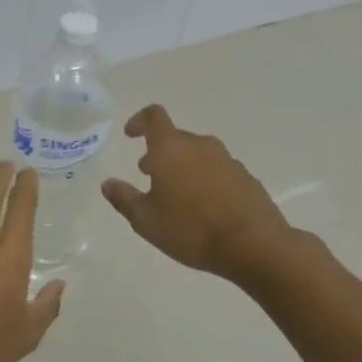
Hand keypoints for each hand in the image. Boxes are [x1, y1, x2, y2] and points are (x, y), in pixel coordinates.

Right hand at [102, 105, 292, 281]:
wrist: (254, 244)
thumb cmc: (191, 229)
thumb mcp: (146, 220)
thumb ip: (124, 199)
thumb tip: (108, 183)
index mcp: (171, 149)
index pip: (154, 117)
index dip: (139, 120)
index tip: (130, 134)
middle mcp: (200, 146)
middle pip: (176, 138)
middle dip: (159, 152)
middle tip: (148, 174)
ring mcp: (226, 160)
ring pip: (197, 154)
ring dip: (182, 166)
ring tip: (175, 194)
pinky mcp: (245, 177)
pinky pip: (217, 170)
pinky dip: (204, 179)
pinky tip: (203, 207)